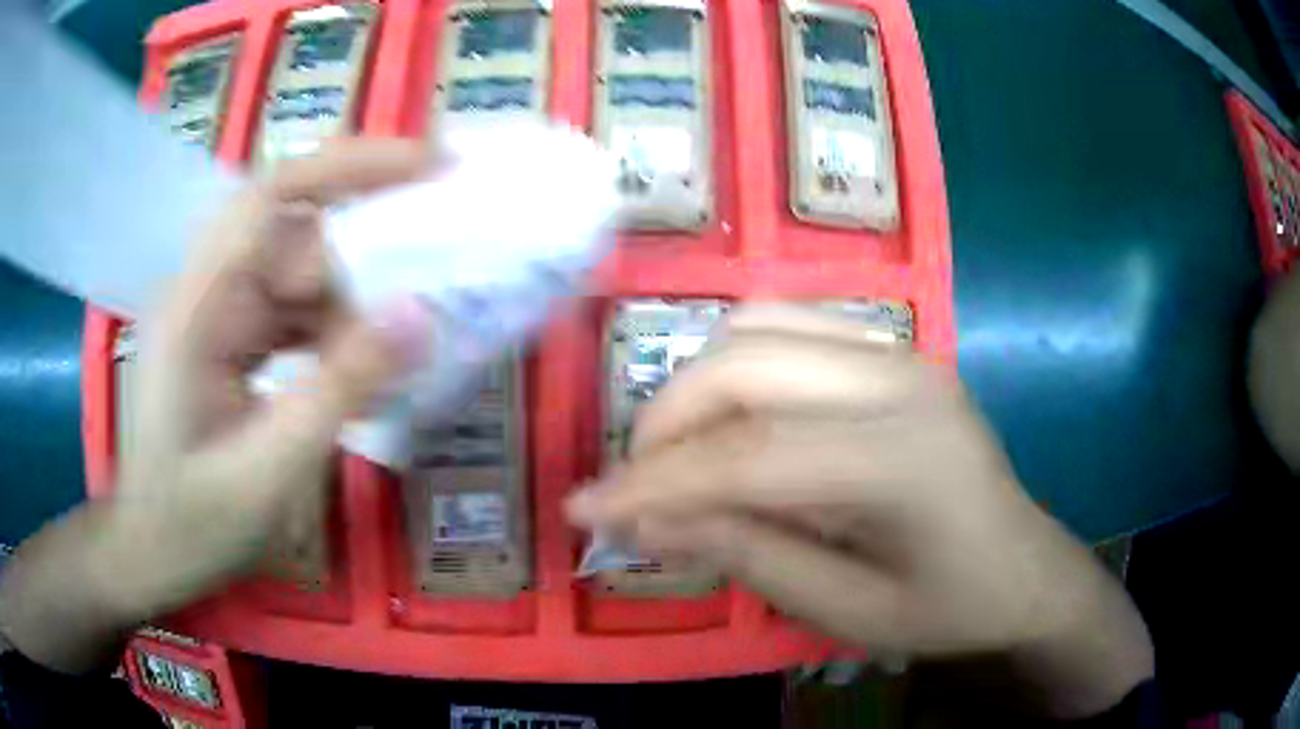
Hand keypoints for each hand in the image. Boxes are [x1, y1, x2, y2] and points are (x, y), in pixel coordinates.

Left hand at [0, 140, 433, 671]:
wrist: (147, 555)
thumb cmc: (191, 525)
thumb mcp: (269, 471)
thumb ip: (339, 389)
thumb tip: (420, 316)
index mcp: (197, 308)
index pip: (272, 197)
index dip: (350, 167)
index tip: (431, 165)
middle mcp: (204, 292)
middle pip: (293, 234)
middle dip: (359, 262)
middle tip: (419, 297)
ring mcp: (214, 315)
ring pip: (297, 276)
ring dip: (347, 313)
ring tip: (385, 368)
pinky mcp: (225, 340)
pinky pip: (289, 313)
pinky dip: (329, 336)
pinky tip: (351, 379)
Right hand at [567, 305, 1152, 717]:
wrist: (1025, 568)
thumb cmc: (947, 607)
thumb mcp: (845, 610)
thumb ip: (747, 556)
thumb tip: (644, 522)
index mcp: (903, 461)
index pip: (749, 459)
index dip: (654, 485)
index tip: (584, 510)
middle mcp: (902, 382)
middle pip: (746, 365)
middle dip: (667, 422)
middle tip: (635, 485)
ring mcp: (902, 352)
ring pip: (761, 326)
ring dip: (699, 385)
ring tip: (681, 454)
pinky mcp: (895, 350)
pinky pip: (791, 325)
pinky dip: (738, 363)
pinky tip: (734, 419)